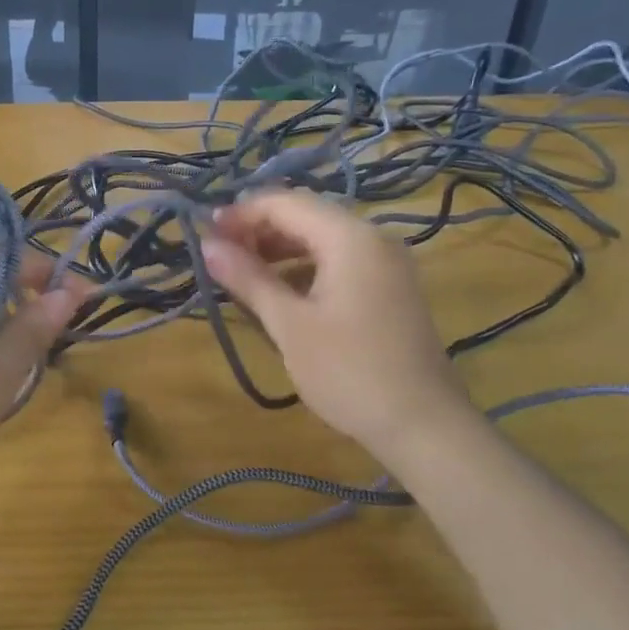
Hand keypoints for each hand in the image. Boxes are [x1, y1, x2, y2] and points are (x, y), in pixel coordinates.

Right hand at [201, 191, 474, 452]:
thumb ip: (248, 278)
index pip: (284, 203)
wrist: (423, 427)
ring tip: (242, 274)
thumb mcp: (289, 325)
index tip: (204, 236)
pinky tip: (280, 292)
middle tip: (219, 256)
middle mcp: (372, 237)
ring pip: (322, 238)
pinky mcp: (390, 287)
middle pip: (305, 215)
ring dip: (279, 249)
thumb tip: (207, 246)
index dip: (240, 214)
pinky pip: (339, 260)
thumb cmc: (349, 372)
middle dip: (258, 230)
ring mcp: (386, 263)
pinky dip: (305, 267)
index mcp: (349, 237)